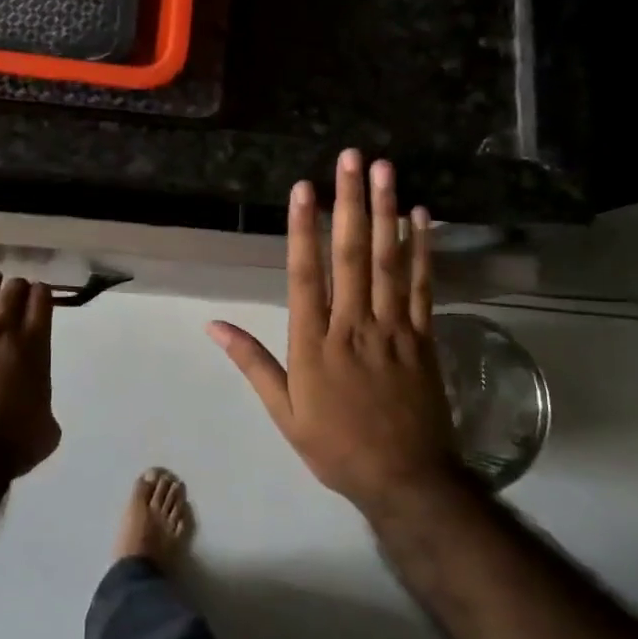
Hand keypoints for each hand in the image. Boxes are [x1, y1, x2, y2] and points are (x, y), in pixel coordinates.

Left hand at [0, 273, 59, 477]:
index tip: (41, 290)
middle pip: (10, 296)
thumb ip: (44, 411)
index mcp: (33, 347)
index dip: (42, 294)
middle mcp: (0, 334)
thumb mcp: (46, 430)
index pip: (41, 305)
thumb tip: (37, 414)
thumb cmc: (12, 443)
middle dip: (17, 287)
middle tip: (18, 284)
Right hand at [209, 150, 454, 511]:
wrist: (406, 479)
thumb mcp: (284, 412)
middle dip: (350, 202)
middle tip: (352, 158)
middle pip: (351, 254)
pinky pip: (424, 286)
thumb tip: (213, 325)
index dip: (304, 228)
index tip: (304, 188)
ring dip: (386, 212)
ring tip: (385, 170)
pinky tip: (420, 216)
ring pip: (390, 261)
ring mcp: (393, 328)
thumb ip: (252, 363)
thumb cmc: (336, 446)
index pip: (306, 274)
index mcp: (315, 342)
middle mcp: (353, 324)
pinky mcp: (424, 336)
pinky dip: (423, 249)